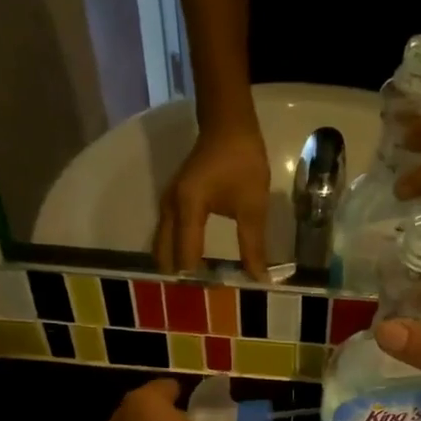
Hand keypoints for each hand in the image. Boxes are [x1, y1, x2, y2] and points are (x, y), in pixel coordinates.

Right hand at [155, 119, 270, 280]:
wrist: (228, 125)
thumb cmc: (242, 162)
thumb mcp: (252, 207)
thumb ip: (253, 246)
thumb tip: (258, 279)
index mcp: (188, 208)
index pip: (186, 256)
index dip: (199, 279)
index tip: (216, 294)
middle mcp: (170, 208)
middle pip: (164, 253)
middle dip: (180, 276)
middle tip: (201, 296)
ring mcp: (167, 203)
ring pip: (162, 244)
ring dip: (175, 264)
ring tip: (197, 284)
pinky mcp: (172, 201)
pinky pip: (167, 234)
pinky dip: (175, 250)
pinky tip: (192, 263)